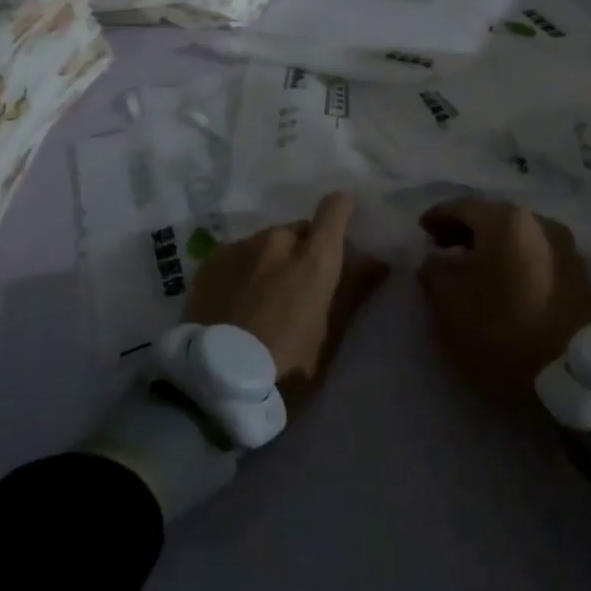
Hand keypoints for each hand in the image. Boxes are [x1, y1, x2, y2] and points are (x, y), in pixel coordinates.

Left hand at [186, 193, 388, 397]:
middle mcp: (278, 239)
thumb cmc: (286, 365)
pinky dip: (243, 269)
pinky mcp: (211, 260)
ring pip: (266, 243)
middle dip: (303, 250)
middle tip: (298, 288)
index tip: (343, 227)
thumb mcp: (330, 334)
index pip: (335, 208)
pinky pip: (237, 254)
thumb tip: (378, 261)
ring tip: (262, 299)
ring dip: (271, 260)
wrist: (214, 382)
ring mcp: (241, 246)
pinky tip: (236, 302)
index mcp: (315, 257)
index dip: (342, 211)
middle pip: (299, 231)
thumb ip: (354, 290)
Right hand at [418, 198, 590, 400]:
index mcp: (506, 221)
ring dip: (491, 246)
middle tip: (442, 247)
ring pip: (517, 236)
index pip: (463, 207)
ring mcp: (565, 247)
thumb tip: (437, 259)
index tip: (421, 229)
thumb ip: (436, 272)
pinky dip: (513, 259)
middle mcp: (539, 223)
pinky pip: (535, 253)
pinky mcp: (579, 274)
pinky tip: (501, 280)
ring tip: (471, 267)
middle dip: (465, 230)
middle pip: (493, 217)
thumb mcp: (450, 305)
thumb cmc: (501, 333)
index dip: (438, 216)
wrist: (572, 376)